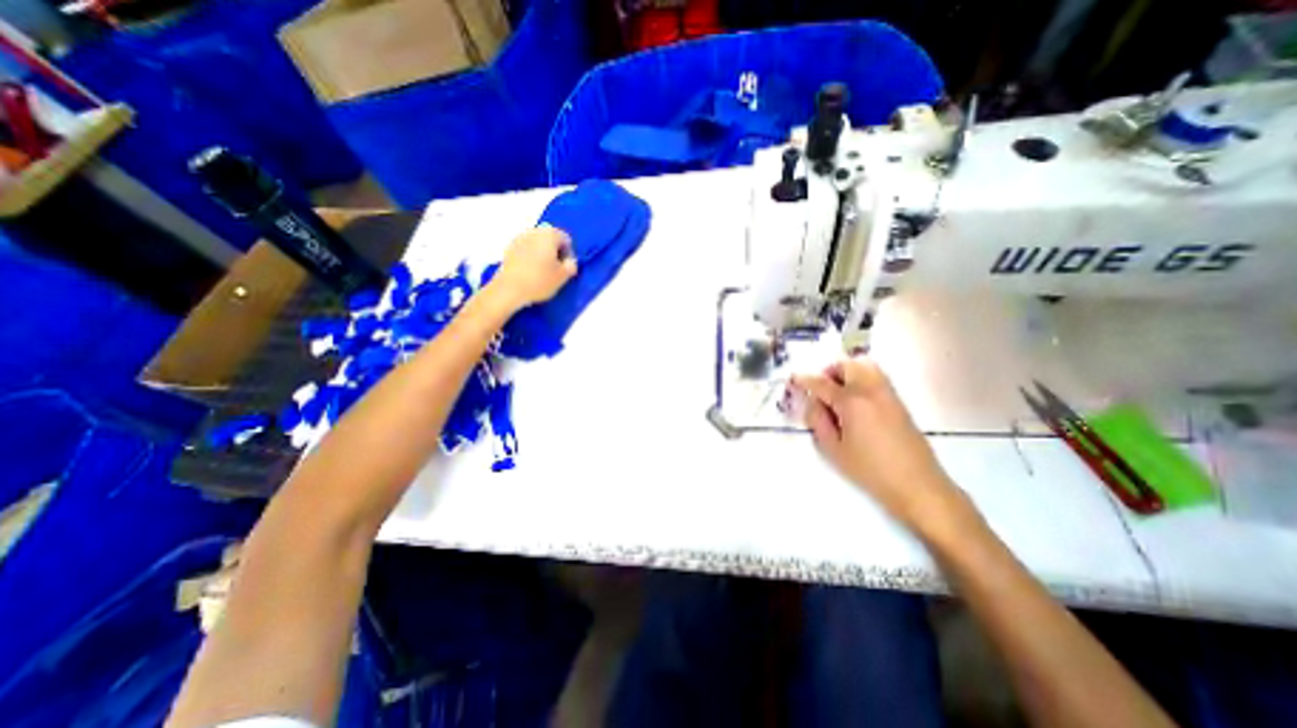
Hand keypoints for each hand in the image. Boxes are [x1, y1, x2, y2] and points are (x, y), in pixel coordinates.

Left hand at [492, 225, 576, 310]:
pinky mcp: (509, 248)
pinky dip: (531, 257)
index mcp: (549, 234)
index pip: (566, 239)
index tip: (566, 268)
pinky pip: (526, 250)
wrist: (509, 289)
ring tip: (543, 272)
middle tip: (556, 270)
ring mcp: (519, 238)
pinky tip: (530, 272)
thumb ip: (571, 265)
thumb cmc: (540, 281)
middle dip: (555, 252)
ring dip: (542, 254)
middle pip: (550, 239)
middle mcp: (534, 231)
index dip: (569, 254)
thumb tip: (569, 261)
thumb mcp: (563, 276)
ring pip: (537, 244)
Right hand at [791, 358, 971, 535]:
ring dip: (847, 373)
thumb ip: (818, 421)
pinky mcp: (899, 403)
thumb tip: (812, 402)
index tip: (794, 379)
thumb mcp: (833, 449)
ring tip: (837, 394)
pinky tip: (855, 403)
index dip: (804, 380)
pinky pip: (876, 378)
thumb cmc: (870, 471)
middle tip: (820, 389)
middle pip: (847, 365)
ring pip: (865, 366)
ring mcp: (888, 395)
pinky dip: (861, 379)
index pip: (822, 383)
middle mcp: (871, 391)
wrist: (918, 486)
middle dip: (829, 372)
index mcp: (852, 402)